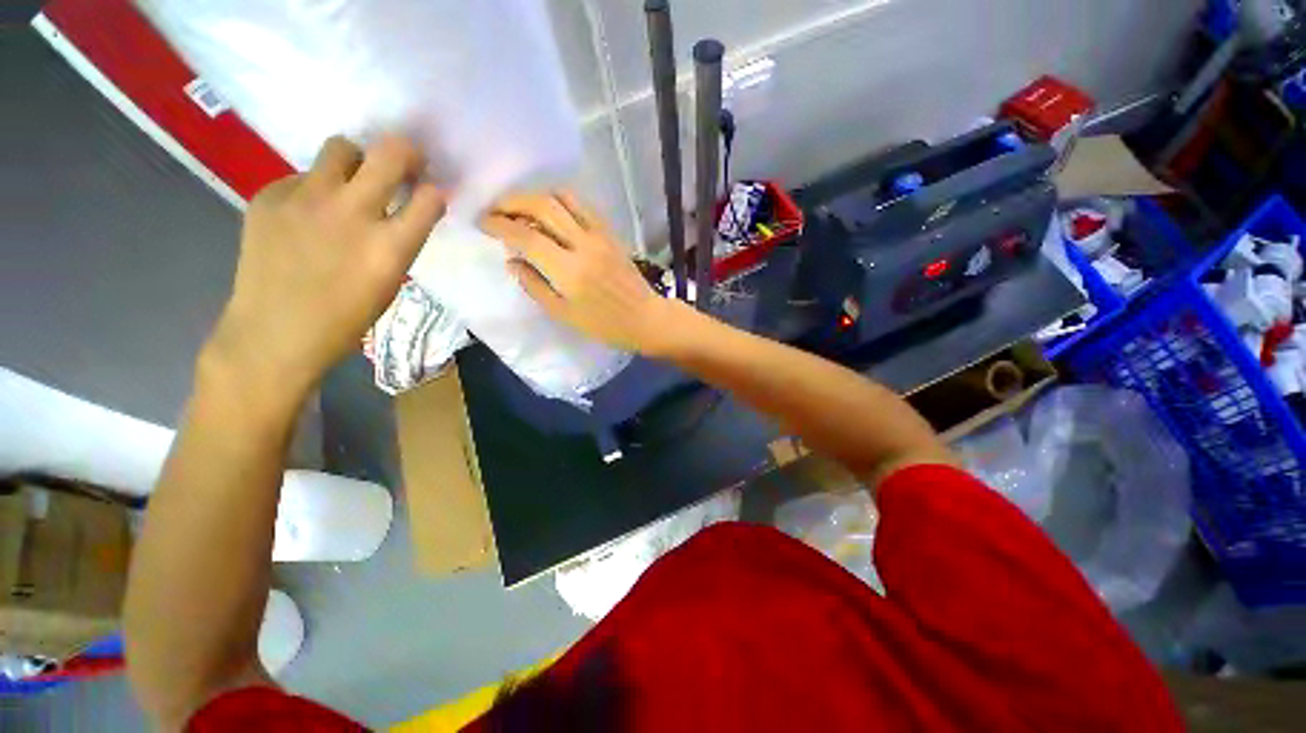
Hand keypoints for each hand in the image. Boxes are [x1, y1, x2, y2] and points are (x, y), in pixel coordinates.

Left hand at [204, 135, 444, 404]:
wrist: (276, 332)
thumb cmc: (346, 316)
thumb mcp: (390, 280)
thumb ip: (401, 240)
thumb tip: (404, 209)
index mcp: (391, 245)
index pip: (429, 198)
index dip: (434, 190)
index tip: (430, 191)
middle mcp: (353, 212)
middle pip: (389, 154)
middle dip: (405, 152)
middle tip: (405, 161)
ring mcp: (306, 198)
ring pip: (341, 148)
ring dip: (356, 161)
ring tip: (350, 183)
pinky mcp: (270, 195)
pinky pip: (302, 176)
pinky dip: (314, 190)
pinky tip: (306, 216)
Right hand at [482, 192, 680, 355]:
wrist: (645, 318)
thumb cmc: (604, 325)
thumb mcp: (564, 314)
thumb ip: (534, 286)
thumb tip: (511, 261)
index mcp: (569, 271)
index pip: (525, 236)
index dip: (498, 224)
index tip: (482, 222)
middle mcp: (583, 245)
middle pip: (542, 205)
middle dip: (512, 201)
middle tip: (495, 210)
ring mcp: (600, 235)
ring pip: (564, 198)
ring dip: (536, 196)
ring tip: (520, 208)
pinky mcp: (611, 233)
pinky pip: (583, 206)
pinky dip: (561, 201)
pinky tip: (551, 211)